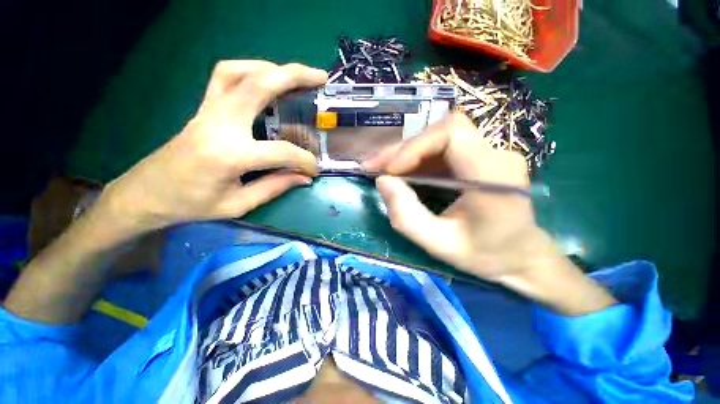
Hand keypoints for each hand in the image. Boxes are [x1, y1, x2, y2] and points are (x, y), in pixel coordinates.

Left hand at [101, 61, 326, 233]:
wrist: (146, 194)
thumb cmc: (191, 204)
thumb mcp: (238, 204)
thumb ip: (275, 187)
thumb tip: (304, 178)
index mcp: (230, 154)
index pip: (282, 152)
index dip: (304, 161)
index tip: (314, 170)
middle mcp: (220, 124)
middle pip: (260, 86)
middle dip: (295, 77)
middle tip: (320, 77)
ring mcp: (209, 111)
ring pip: (240, 72)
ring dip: (271, 68)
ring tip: (295, 76)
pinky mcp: (203, 109)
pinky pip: (224, 76)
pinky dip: (248, 70)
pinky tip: (264, 79)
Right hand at [364, 112, 542, 280]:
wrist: (521, 256)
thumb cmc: (484, 255)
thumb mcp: (439, 244)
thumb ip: (406, 216)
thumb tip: (383, 181)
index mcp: (493, 175)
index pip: (452, 134)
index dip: (415, 146)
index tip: (389, 170)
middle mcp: (496, 154)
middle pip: (442, 131)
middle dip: (403, 148)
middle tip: (374, 166)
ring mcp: (490, 153)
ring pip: (439, 138)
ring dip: (407, 153)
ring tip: (382, 169)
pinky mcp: (480, 158)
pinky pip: (443, 150)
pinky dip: (417, 158)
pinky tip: (401, 172)